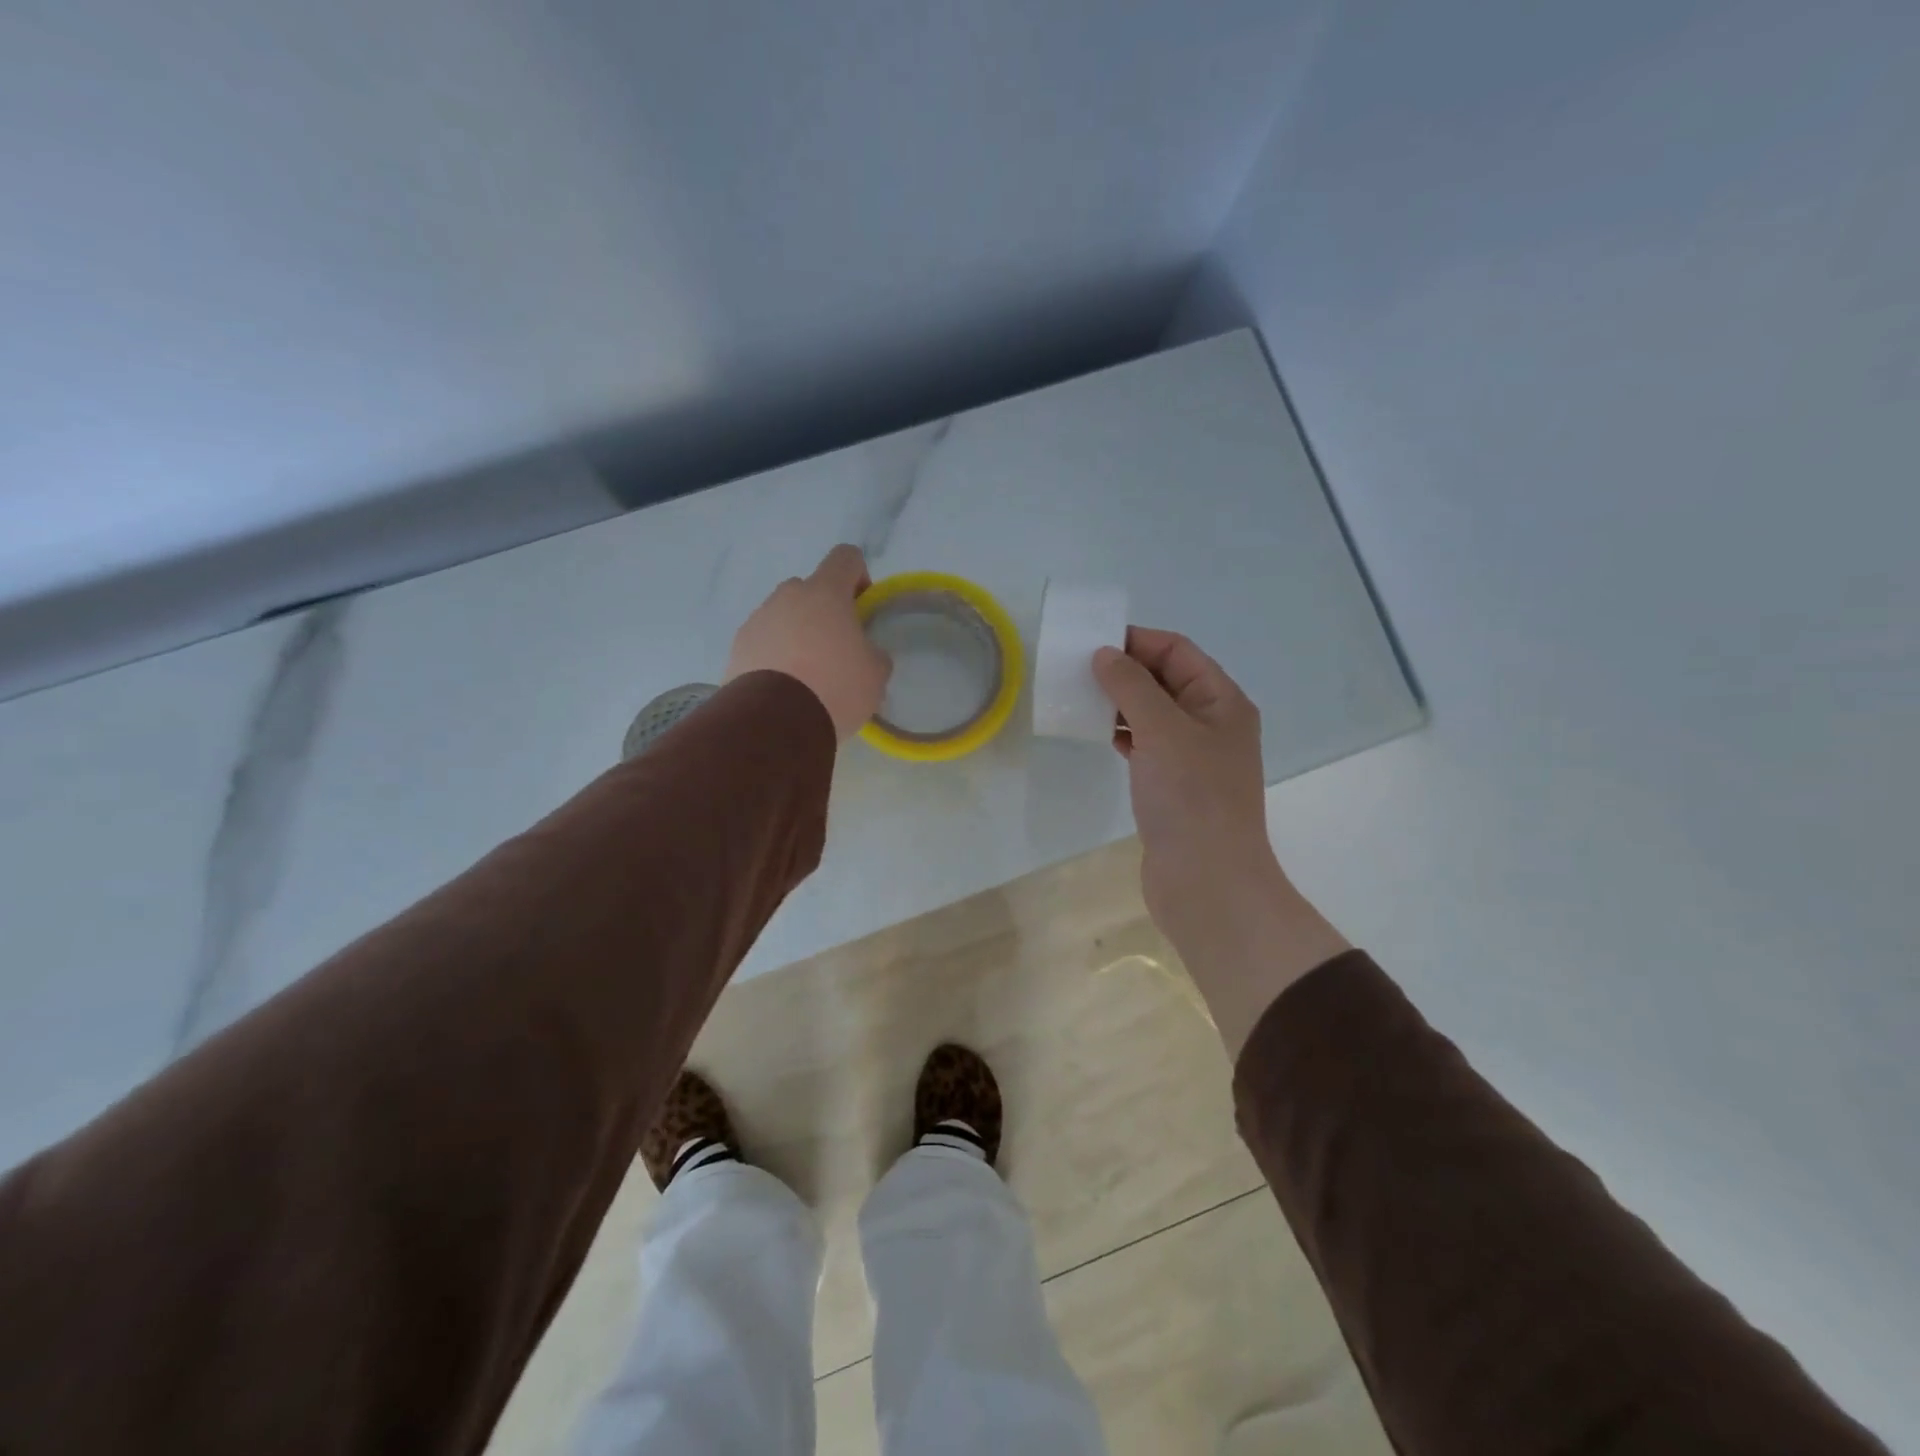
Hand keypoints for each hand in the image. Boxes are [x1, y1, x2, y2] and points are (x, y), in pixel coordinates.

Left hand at [726, 545, 891, 740]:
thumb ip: (873, 652)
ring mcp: (757, 620)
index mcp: (825, 592)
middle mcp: (787, 596)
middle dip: (824, 613)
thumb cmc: (835, 687)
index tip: (863, 609)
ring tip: (807, 676)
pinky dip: (774, 657)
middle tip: (836, 650)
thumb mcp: (875, 673)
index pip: (846, 557)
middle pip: (810, 590)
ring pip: (784, 617)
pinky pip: (763, 642)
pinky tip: (784, 689)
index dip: (859, 577)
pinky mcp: (737, 648)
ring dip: (797, 635)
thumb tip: (863, 653)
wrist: (775, 722)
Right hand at [1092, 629, 1273, 935]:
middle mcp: (1211, 723)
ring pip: (1152, 714)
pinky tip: (1095, 734)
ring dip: (1119, 702)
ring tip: (1079, 698)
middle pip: (1165, 680)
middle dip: (1124, 670)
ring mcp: (1193, 757)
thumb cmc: (1191, 798)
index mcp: (1222, 701)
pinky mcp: (1173, 786)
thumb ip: (1132, 686)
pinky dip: (1121, 734)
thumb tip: (1105, 654)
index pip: (1178, 651)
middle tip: (1077, 669)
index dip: (1137, 640)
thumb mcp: (1162, 731)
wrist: (1207, 882)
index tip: (1092, 641)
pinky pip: (1145, 745)